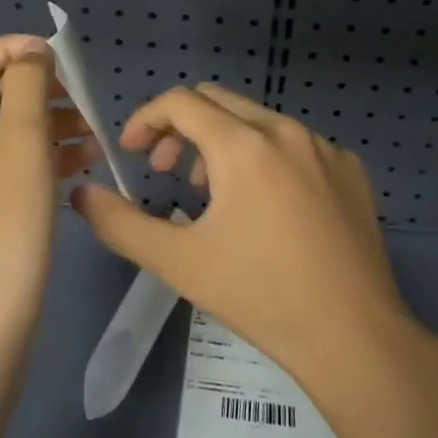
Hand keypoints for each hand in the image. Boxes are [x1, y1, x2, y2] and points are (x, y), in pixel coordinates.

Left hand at [0, 36, 96, 351]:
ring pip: (4, 132)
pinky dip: (43, 156)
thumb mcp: (23, 140)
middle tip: (81, 99)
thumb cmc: (4, 220)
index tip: (56, 58)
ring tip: (95, 135)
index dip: (11, 48)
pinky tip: (83, 164)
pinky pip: (9, 166)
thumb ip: (28, 84)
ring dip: (48, 123)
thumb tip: (31, 52)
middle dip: (38, 89)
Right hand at [70, 84, 418, 396]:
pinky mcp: (351, 169)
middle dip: (181, 128)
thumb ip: (121, 224)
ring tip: (213, 194)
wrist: (354, 336)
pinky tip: (268, 208)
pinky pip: (296, 144)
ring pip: (258, 121)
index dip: (146, 120)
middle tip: (166, 171)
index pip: (180, 102)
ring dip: (223, 143)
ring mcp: (325, 147)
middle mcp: (286, 131)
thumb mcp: (179, 262)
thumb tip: (83, 195)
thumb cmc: (260, 295)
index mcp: (244, 145)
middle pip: (218, 101)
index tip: (131, 153)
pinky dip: (266, 157)